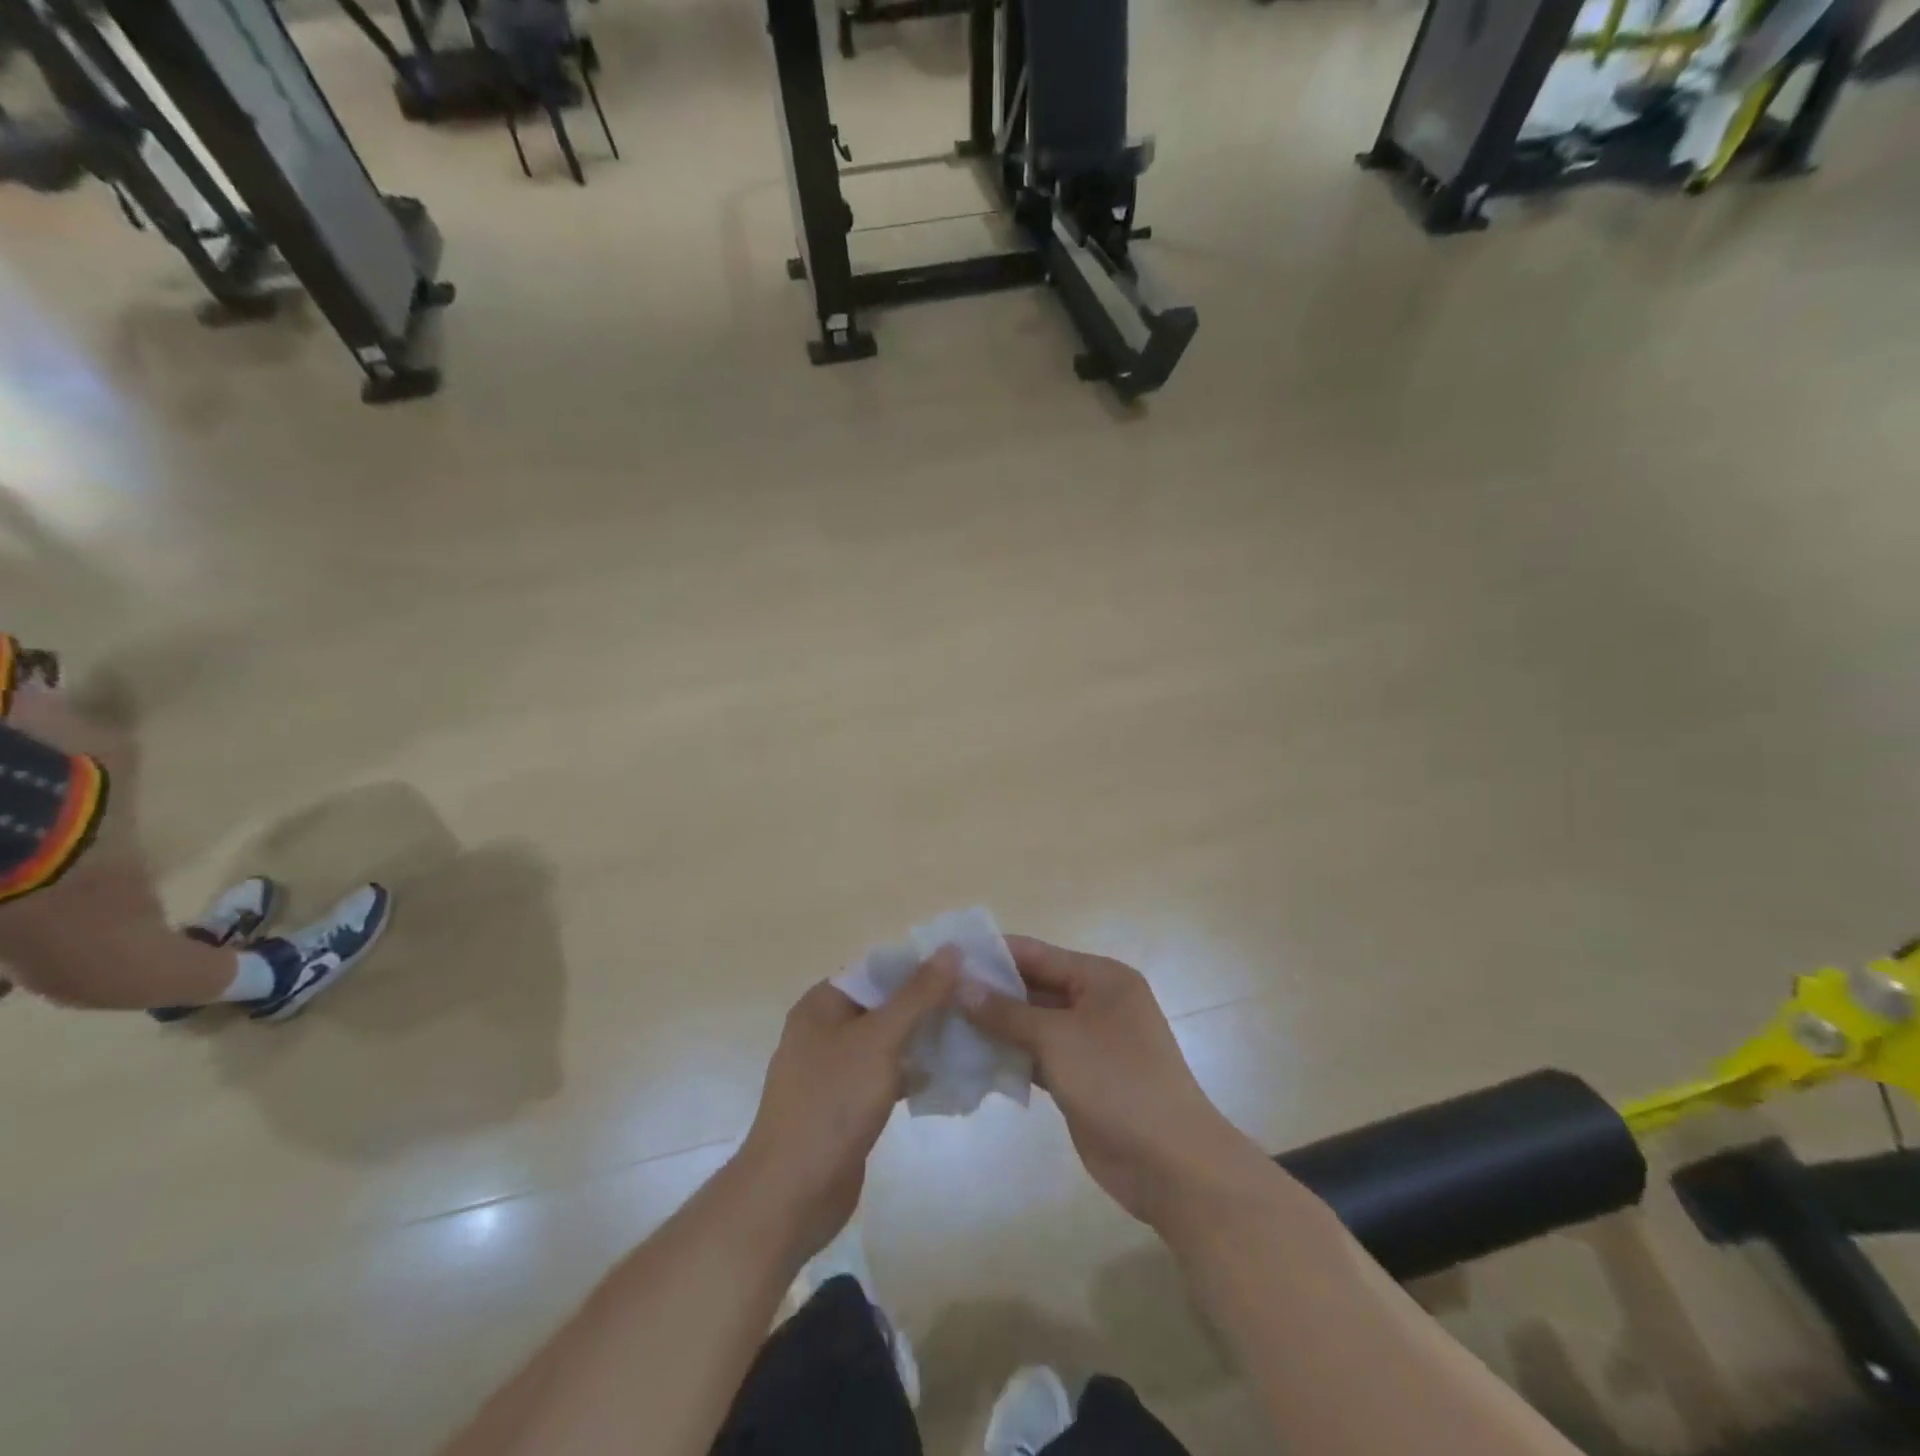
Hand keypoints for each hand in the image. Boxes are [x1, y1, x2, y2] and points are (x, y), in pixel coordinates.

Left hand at [735, 952, 958, 1261]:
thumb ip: (917, 995)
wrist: (792, 1194)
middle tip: (974, 1003)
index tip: (963, 968)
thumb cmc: (832, 1103)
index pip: (876, 969)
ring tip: (970, 1033)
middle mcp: (825, 1030)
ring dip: (923, 1038)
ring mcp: (835, 1070)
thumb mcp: (879, 1040)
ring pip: (887, 1041)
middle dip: (926, 1003)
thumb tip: (950, 949)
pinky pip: (885, 1075)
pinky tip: (948, 1075)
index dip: (918, 966)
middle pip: (883, 1004)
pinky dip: (912, 1072)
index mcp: (822, 1004)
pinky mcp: (847, 1105)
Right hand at [959, 936, 1268, 1233]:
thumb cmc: (1117, 1081)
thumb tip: (961, 984)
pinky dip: (1010, 1056)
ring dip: (996, 1026)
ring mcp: (1089, 1042)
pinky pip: (1038, 1056)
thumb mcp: (1057, 1038)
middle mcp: (1096, 1002)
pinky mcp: (1080, 1077)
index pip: (1037, 953)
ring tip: (944, 1022)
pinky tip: (972, 1058)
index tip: (947, 955)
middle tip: (937, 993)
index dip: (993, 953)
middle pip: (1034, 987)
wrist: (1170, 1164)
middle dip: (990, 992)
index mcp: (1101, 978)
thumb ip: (1007, 1012)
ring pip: (1033, 1024)